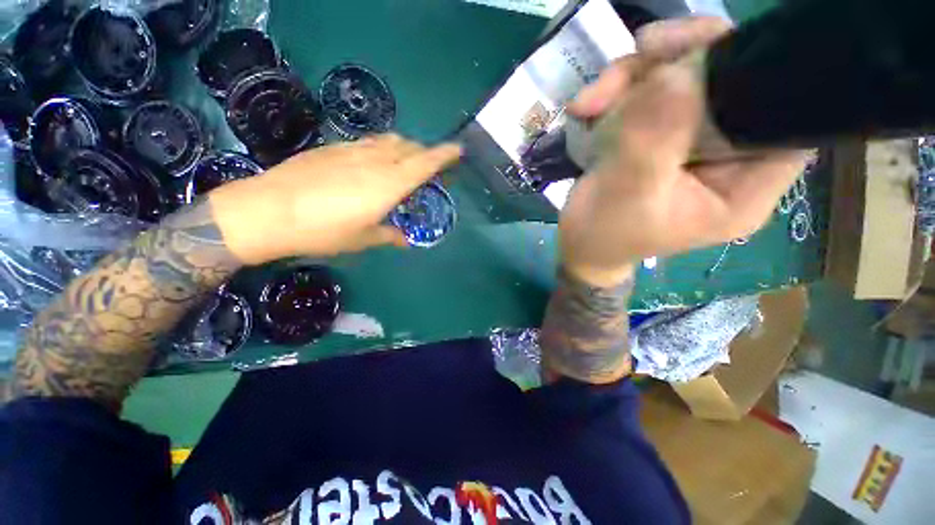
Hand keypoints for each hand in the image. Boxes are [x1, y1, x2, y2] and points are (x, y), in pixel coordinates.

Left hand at [209, 134, 461, 263]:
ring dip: (404, 148)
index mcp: (389, 184)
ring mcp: (353, 150)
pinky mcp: (333, 148)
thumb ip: (389, 236)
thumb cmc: (323, 230)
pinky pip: (369, 142)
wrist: (268, 210)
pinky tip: (374, 163)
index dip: (444, 155)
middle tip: (430, 167)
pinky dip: (382, 148)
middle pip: (410, 147)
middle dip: (425, 153)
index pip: (425, 163)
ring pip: (389, 140)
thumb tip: (404, 240)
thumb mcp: (362, 239)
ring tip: (405, 163)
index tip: (459, 150)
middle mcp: (376, 161)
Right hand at [559, 17, 807, 285]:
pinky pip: (650, 94)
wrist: (579, 245)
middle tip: (637, 57)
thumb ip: (651, 142)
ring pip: (684, 80)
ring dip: (634, 77)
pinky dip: (618, 92)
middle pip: (730, 83)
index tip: (706, 50)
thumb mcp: (625, 196)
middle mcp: (730, 159)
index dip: (759, 70)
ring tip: (590, 102)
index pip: (785, 115)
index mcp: (744, 187)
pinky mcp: (664, 137)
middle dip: (678, 62)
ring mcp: (695, 144)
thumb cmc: (603, 235)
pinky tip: (588, 108)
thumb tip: (674, 74)